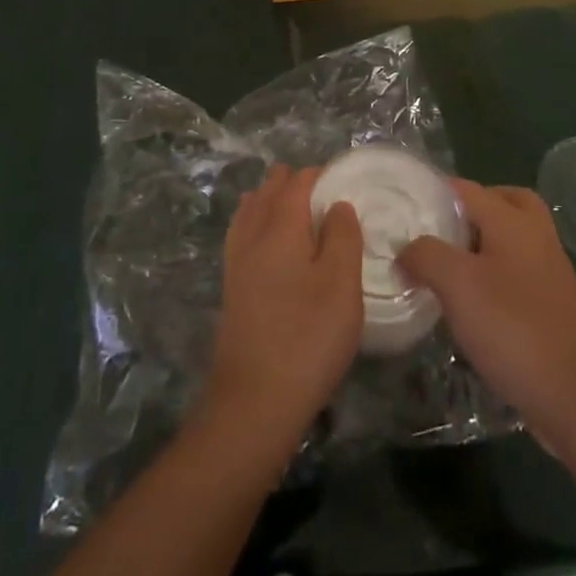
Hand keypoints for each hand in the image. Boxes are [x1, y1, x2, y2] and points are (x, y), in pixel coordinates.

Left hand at [206, 165, 363, 439]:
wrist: (254, 401)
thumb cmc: (308, 338)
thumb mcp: (342, 286)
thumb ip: (343, 237)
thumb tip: (338, 204)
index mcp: (280, 227)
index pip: (296, 184)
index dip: (317, 175)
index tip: (339, 177)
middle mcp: (253, 236)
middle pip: (268, 193)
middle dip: (289, 181)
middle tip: (317, 185)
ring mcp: (237, 262)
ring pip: (250, 212)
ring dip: (268, 198)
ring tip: (286, 197)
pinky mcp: (231, 287)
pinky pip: (241, 234)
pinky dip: (253, 220)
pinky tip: (262, 237)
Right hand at [397, 181, 575, 439]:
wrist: (575, 395)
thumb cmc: (512, 327)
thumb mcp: (456, 284)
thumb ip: (425, 255)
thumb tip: (405, 250)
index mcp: (512, 220)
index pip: (467, 188)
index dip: (434, 194)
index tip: (404, 211)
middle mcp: (536, 235)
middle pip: (504, 201)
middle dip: (472, 209)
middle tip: (442, 230)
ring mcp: (551, 270)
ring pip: (514, 237)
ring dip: (486, 243)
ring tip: (452, 268)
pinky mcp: (555, 304)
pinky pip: (521, 270)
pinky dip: (499, 273)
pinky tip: (476, 303)